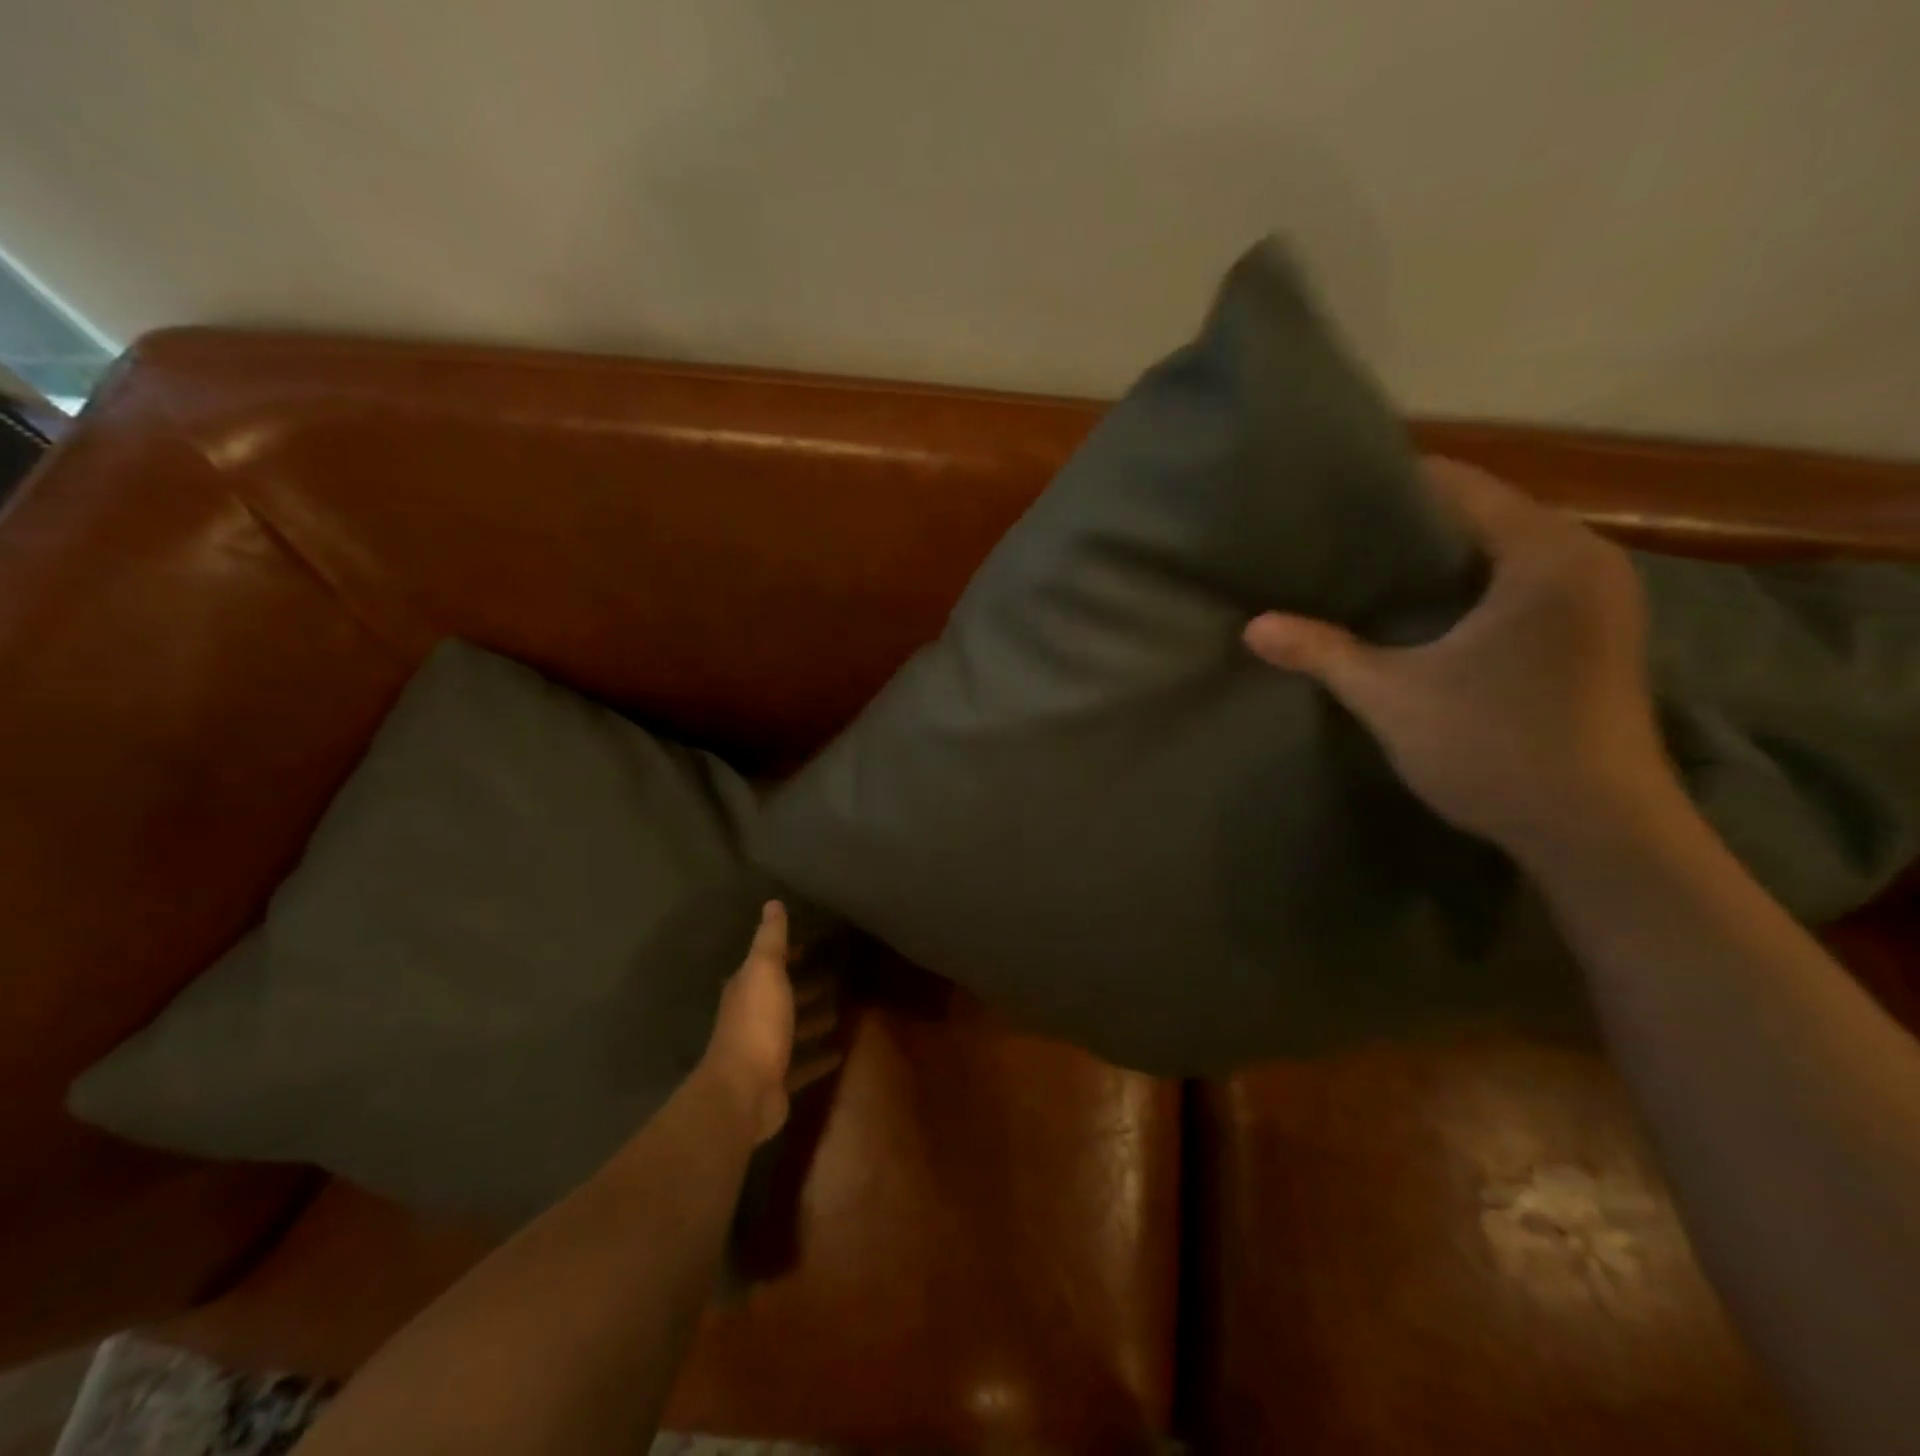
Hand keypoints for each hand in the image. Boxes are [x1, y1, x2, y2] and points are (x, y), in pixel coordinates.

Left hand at [699, 901, 840, 1144]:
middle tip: (837, 975)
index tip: (812, 946)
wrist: (744, 1092)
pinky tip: (841, 1053)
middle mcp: (752, 1018)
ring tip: (843, 1010)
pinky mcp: (778, 1080)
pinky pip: (803, 1064)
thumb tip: (772, 903)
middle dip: (804, 987)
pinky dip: (819, 1058)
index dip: (787, 955)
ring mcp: (764, 1051)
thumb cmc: (757, 1024)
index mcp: (746, 990)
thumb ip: (771, 940)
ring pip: (792, 1030)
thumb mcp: (765, 971)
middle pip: (782, 997)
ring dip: (812, 1020)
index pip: (767, 965)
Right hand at [1244, 458, 1678, 858]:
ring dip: (1440, 561)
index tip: (1330, 500)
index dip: (1390, 487)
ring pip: (1502, 553)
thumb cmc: (1497, 748)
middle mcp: (1586, 559)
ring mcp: (1600, 600)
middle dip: (1409, 527)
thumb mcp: (1393, 697)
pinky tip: (1423, 616)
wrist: (1600, 836)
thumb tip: (1252, 627)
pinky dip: (1471, 589)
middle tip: (1336, 541)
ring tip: (1367, 574)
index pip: (1459, 486)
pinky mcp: (1597, 636)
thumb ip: (1323, 653)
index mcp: (1544, 553)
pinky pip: (1522, 585)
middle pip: (1483, 515)